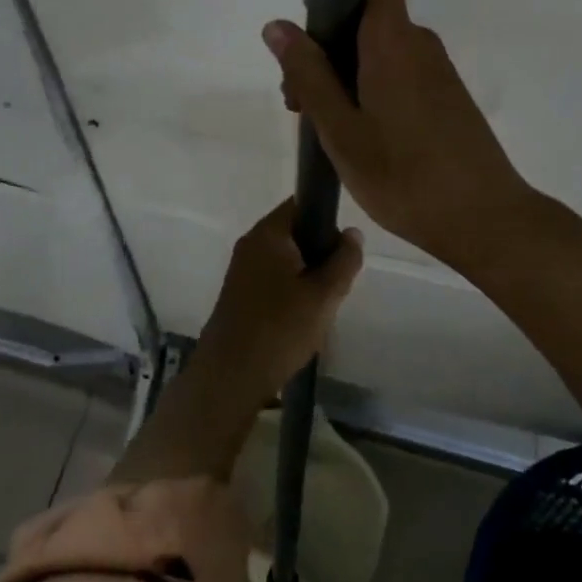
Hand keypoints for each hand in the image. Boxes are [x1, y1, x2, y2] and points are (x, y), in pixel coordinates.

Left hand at [195, 200, 363, 395]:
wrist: (230, 377)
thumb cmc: (280, 329)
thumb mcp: (323, 295)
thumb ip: (343, 260)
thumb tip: (352, 233)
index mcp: (268, 233)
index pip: (302, 204)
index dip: (327, 219)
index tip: (343, 249)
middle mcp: (251, 243)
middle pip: (295, 232)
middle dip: (319, 254)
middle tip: (336, 284)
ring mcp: (241, 268)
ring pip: (286, 259)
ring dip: (306, 276)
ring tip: (321, 306)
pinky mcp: (238, 293)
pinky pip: (273, 278)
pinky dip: (290, 291)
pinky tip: (301, 320)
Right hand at [263, 0, 537, 269]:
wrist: (486, 221)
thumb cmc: (404, 175)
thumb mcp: (341, 129)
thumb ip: (308, 73)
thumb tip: (278, 25)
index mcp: (393, 39)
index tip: (311, 17)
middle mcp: (418, 42)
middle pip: (366, 14)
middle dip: (326, 43)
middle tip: (300, 99)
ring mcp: (435, 69)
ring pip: (378, 47)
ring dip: (343, 71)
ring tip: (324, 126)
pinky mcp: (444, 95)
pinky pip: (397, 70)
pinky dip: (369, 86)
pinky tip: (358, 134)